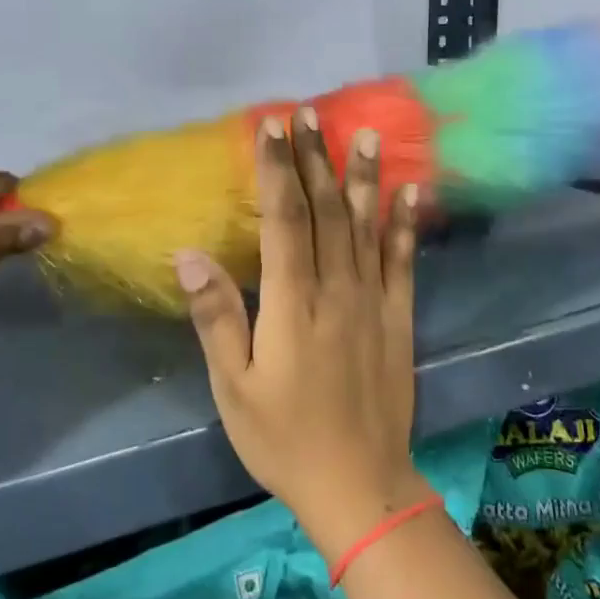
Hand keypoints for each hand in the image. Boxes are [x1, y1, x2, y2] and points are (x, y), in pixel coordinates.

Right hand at [175, 108, 428, 564]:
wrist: (360, 486)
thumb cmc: (284, 439)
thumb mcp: (234, 388)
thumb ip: (216, 317)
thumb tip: (188, 254)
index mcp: (292, 303)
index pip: (285, 218)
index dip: (277, 168)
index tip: (271, 126)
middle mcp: (336, 289)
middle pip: (325, 209)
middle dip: (315, 157)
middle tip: (308, 112)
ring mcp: (373, 300)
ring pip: (365, 225)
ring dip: (363, 177)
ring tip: (365, 133)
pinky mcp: (399, 317)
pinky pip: (403, 261)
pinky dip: (406, 224)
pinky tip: (410, 192)